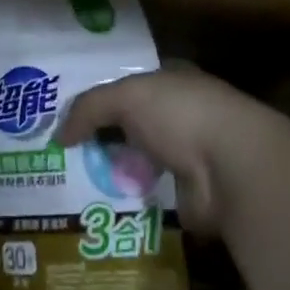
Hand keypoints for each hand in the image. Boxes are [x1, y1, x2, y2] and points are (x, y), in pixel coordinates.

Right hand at [57, 64, 278, 231]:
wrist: (231, 168)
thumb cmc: (180, 114)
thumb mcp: (126, 97)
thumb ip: (89, 109)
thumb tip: (58, 136)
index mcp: (172, 81)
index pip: (130, 85)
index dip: (101, 97)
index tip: (68, 116)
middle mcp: (181, 115)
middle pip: (132, 125)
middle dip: (102, 138)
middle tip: (62, 155)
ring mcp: (188, 156)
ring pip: (139, 162)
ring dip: (114, 173)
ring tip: (72, 186)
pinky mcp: (189, 196)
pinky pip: (149, 197)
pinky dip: (129, 203)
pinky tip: (99, 208)